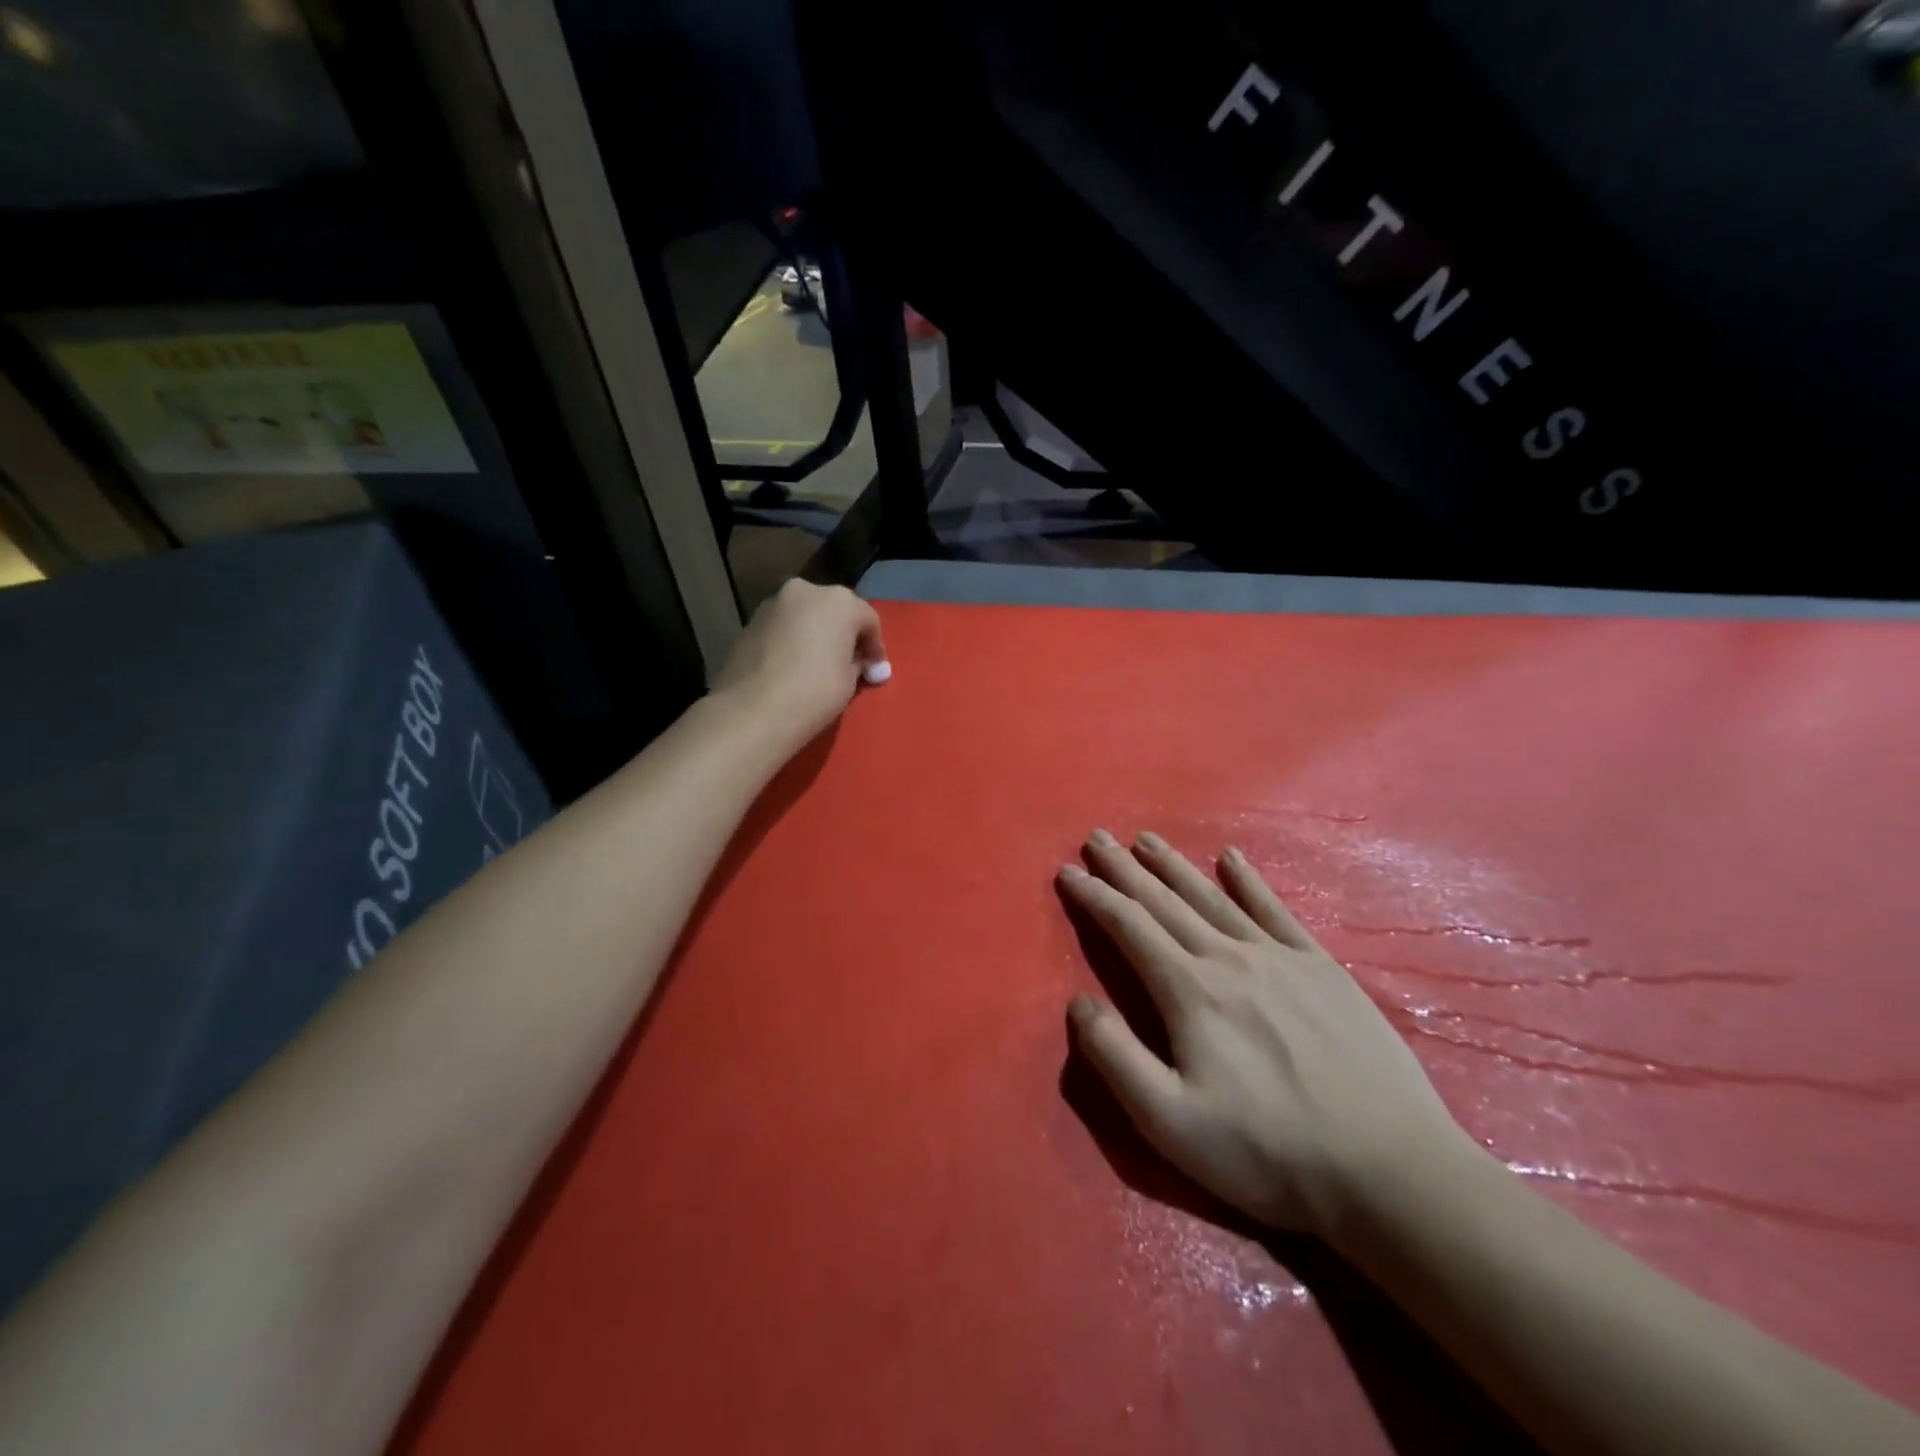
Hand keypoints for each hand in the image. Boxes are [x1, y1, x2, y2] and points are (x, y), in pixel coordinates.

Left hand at [709, 580, 886, 742]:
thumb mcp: (850, 680)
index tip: (876, 671)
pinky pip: (783, 627)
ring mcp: (773, 603)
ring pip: (805, 615)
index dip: (875, 647)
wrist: (753, 710)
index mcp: (839, 600)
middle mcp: (805, 591)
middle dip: (843, 633)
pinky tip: (792, 666)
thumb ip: (857, 662)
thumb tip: (856, 662)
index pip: (868, 619)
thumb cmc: (815, 691)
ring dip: (815, 634)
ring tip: (817, 664)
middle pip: (834, 610)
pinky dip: (792, 640)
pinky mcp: (750, 621)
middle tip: (849, 662)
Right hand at [1059, 830, 1473, 1241]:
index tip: (1067, 871)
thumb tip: (1077, 1002)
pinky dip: (1249, 881)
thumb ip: (1114, 1057)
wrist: (1390, 1170)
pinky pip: (1275, 910)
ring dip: (1174, 866)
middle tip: (1097, 837)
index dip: (1094, 896)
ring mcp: (1280, 957)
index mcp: (1189, 990)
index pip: (1128, 926)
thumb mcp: (1169, 1122)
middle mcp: (1229, 957)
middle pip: (1165, 901)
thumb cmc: (1268, 1152)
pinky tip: (1232, 860)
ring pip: (1212, 897)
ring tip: (1146, 839)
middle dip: (1124, 868)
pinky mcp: (1322, 968)